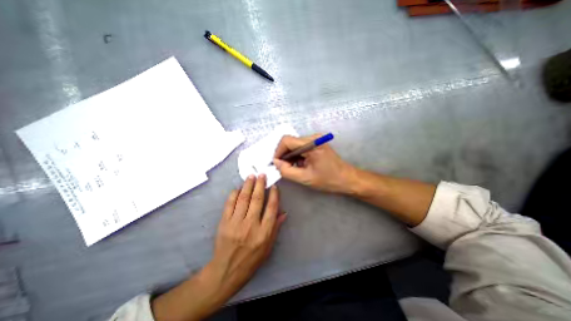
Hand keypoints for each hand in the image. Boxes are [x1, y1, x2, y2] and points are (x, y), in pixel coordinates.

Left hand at [150, 174, 284, 320]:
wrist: (226, 271)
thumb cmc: (251, 260)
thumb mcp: (268, 247)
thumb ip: (275, 228)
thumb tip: (283, 213)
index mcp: (264, 232)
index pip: (271, 208)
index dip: (274, 195)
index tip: (274, 186)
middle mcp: (251, 225)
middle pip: (257, 199)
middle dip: (260, 184)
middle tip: (262, 175)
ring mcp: (236, 223)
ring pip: (243, 198)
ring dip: (248, 185)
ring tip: (251, 176)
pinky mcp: (224, 223)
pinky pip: (230, 204)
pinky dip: (234, 194)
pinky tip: (238, 188)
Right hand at [272, 134, 354, 194]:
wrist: (347, 179)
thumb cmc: (328, 180)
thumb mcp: (305, 178)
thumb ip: (287, 171)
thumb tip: (276, 162)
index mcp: (312, 144)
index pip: (287, 140)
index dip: (278, 151)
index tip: (277, 164)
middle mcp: (313, 137)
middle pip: (290, 142)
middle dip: (284, 155)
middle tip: (284, 168)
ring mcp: (315, 139)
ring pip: (294, 145)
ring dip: (290, 156)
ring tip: (293, 168)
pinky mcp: (317, 143)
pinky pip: (301, 147)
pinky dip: (297, 156)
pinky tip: (300, 165)